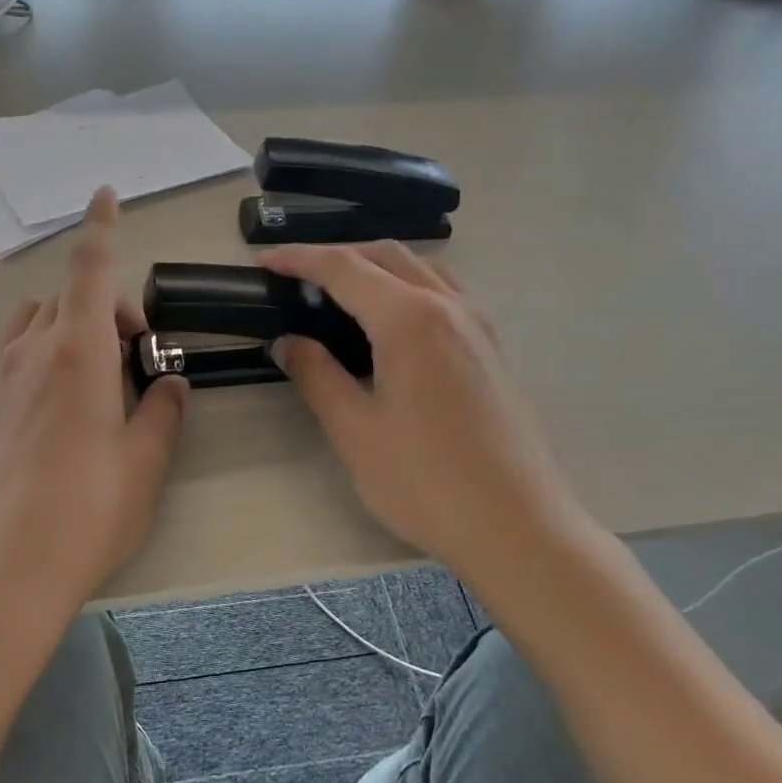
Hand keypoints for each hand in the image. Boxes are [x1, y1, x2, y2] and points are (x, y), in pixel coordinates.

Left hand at [0, 189, 188, 623]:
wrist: (5, 572)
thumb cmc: (87, 513)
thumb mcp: (146, 462)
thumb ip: (163, 412)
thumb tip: (168, 384)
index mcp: (78, 353)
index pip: (90, 270)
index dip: (101, 227)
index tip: (104, 194)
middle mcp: (34, 354)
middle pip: (69, 295)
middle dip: (109, 303)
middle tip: (143, 355)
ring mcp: (5, 382)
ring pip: (38, 320)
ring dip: (73, 323)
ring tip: (104, 374)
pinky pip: (21, 354)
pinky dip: (49, 350)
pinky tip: (72, 401)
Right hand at [264, 242, 592, 581]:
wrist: (516, 527)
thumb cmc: (426, 481)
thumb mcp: (355, 431)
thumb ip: (317, 376)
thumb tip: (288, 343)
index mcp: (409, 320)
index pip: (345, 269)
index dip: (300, 260)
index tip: (265, 262)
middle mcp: (448, 307)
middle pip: (387, 256)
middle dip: (338, 256)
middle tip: (297, 278)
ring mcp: (477, 326)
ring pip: (422, 268)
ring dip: (377, 266)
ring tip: (341, 293)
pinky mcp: (491, 349)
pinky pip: (445, 293)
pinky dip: (408, 286)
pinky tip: (393, 323)